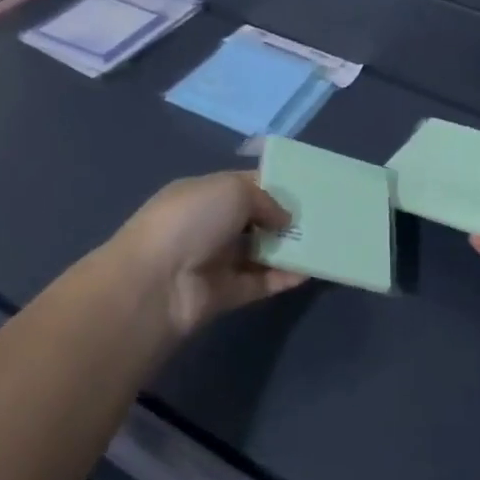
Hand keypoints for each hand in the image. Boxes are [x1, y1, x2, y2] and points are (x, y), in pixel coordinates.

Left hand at [113, 171, 308, 337]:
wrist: (156, 283)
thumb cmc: (192, 220)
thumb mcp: (232, 190)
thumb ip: (265, 199)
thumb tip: (284, 218)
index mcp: (203, 193)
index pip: (243, 185)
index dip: (273, 185)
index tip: (306, 188)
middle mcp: (209, 225)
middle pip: (254, 220)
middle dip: (284, 218)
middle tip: (322, 217)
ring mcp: (216, 261)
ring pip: (259, 252)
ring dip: (287, 248)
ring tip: (323, 242)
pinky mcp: (225, 294)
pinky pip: (260, 282)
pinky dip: (283, 278)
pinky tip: (309, 271)